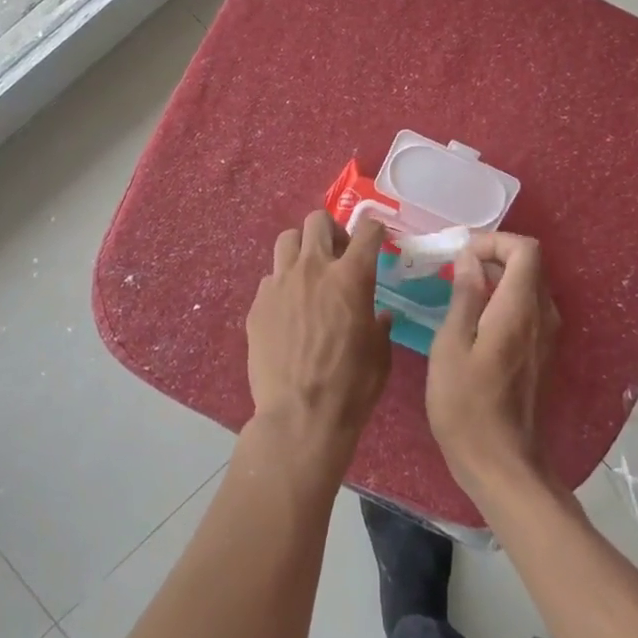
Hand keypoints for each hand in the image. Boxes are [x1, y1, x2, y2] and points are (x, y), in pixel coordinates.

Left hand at [245, 210, 392, 463]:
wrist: (300, 417)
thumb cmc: (351, 387)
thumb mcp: (380, 354)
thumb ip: (379, 324)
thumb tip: (379, 316)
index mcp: (351, 277)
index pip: (366, 230)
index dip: (374, 228)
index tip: (375, 237)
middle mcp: (313, 269)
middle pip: (317, 220)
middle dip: (331, 230)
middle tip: (338, 254)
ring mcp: (280, 283)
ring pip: (287, 240)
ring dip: (302, 248)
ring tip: (308, 273)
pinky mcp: (257, 303)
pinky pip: (270, 278)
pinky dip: (282, 284)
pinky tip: (288, 309)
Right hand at [426, 232, 560, 502]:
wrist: (501, 464)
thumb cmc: (466, 405)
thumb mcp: (451, 346)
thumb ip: (464, 296)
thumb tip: (469, 259)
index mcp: (519, 309)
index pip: (525, 249)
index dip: (494, 241)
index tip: (461, 254)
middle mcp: (542, 315)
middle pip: (529, 264)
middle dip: (493, 255)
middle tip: (454, 268)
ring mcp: (546, 336)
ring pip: (529, 285)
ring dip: (497, 277)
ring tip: (459, 290)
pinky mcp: (541, 352)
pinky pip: (527, 308)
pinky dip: (504, 298)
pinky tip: (474, 318)